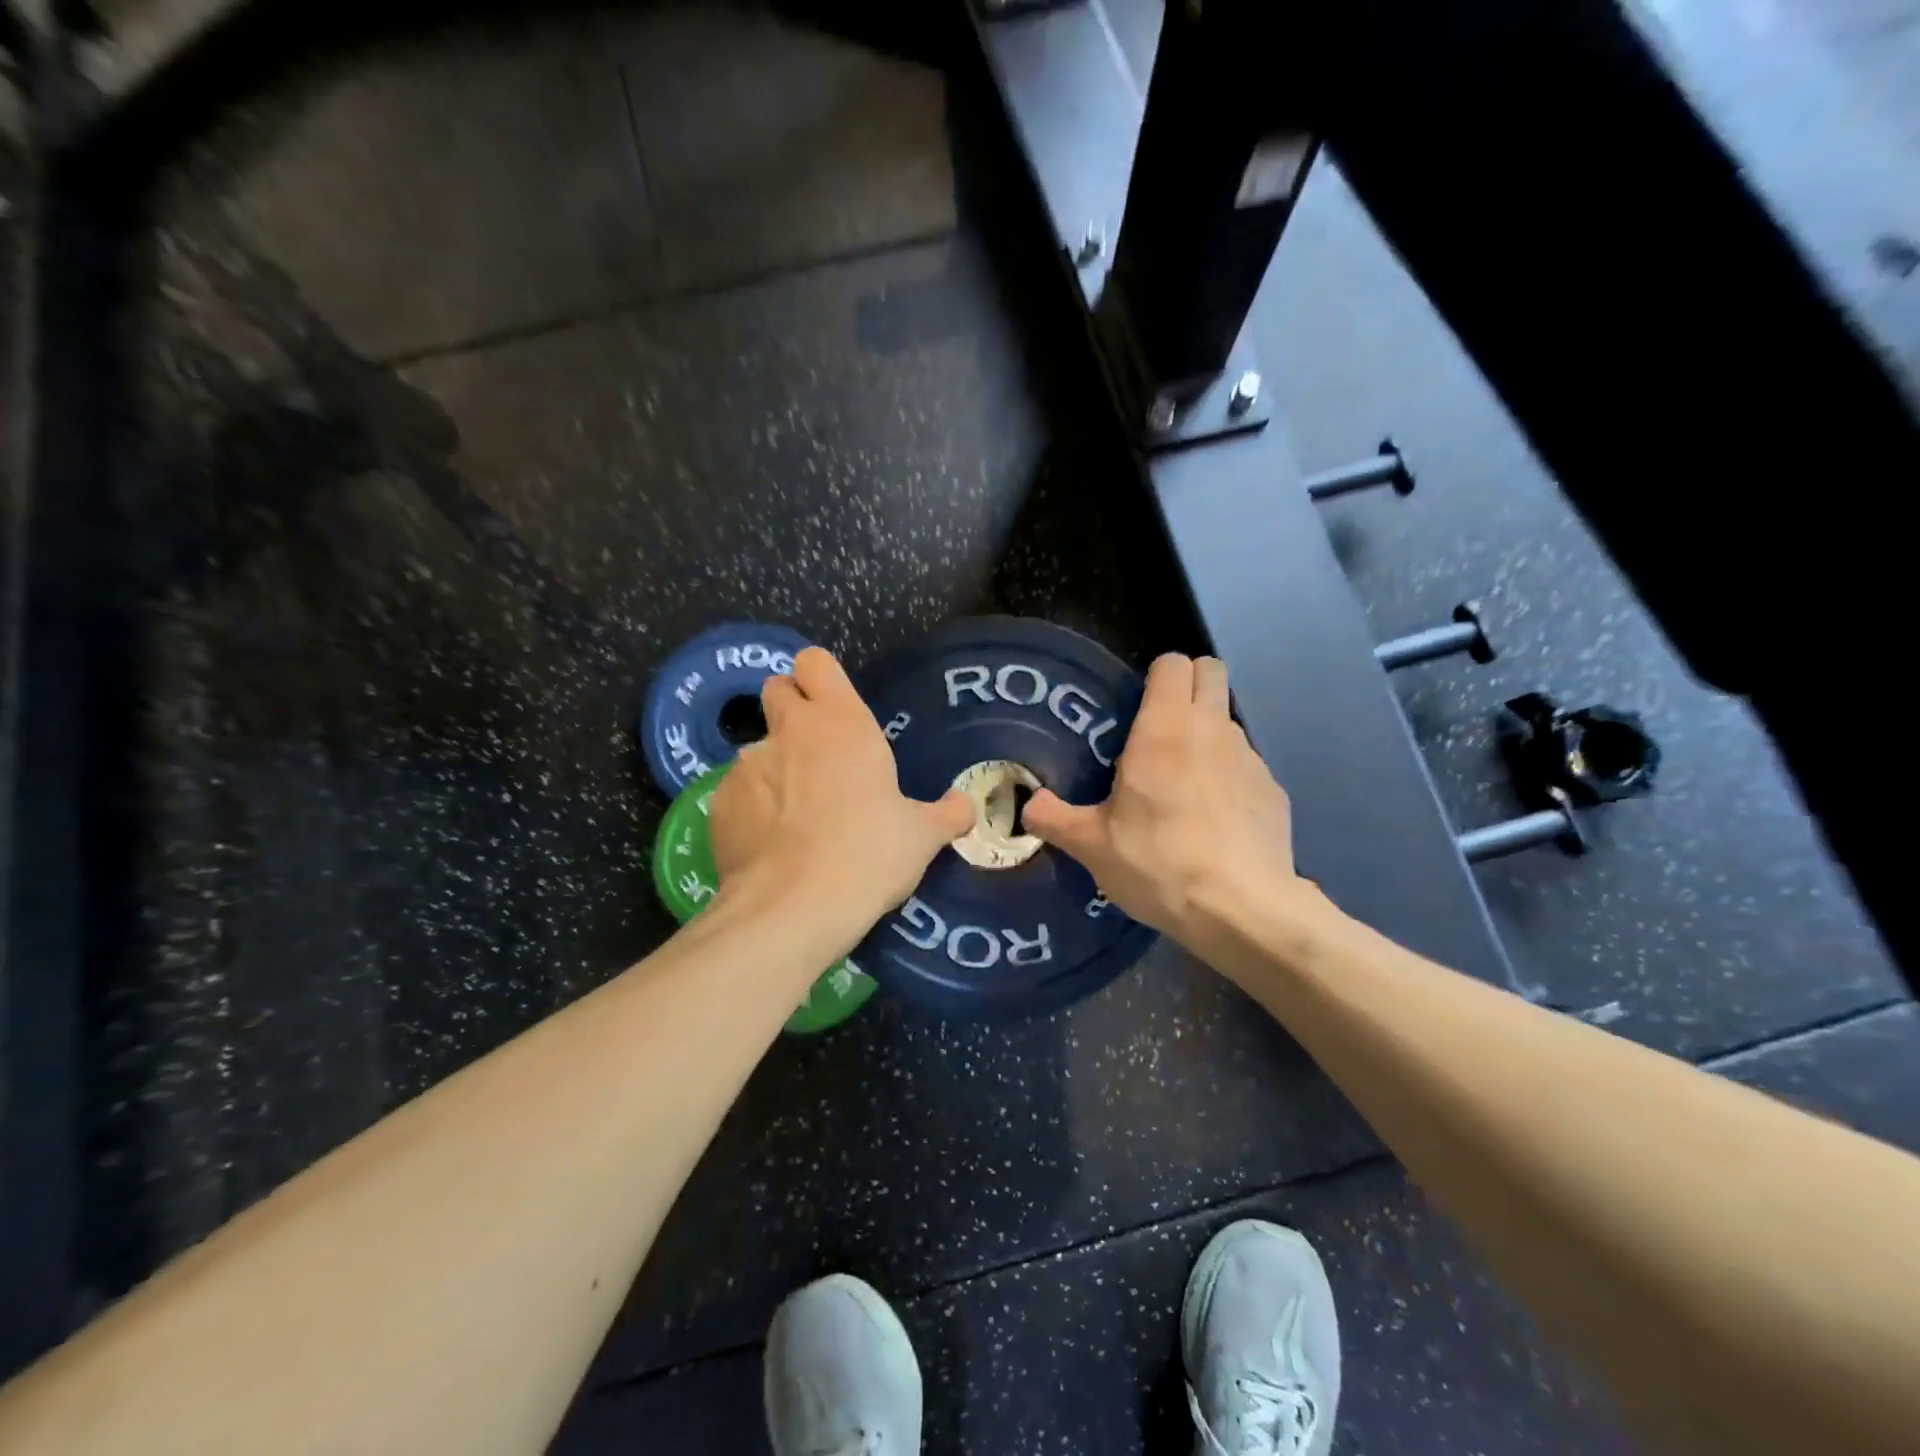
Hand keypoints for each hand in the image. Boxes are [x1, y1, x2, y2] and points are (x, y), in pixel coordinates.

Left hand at [709, 647, 972, 929]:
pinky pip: (737, 792)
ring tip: (796, 818)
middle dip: (792, 711)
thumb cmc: (869, 855)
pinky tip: (771, 845)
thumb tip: (964, 805)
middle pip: (777, 690)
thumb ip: (947, 813)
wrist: (794, 908)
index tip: (834, 709)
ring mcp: (746, 765)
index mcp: (840, 723)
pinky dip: (752, 808)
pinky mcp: (718, 802)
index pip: (814, 662)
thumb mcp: (922, 836)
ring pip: (757, 748)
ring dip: (775, 768)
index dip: (821, 679)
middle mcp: (789, 730)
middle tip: (817, 754)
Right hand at [1022, 654, 1306, 954]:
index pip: (1173, 662)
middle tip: (1161, 728)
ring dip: (1207, 736)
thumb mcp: (1092, 846)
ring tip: (1183, 786)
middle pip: (1211, 672)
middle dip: (1189, 685)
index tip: (1137, 706)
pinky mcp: (1274, 790)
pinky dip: (1229, 778)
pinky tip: (1214, 821)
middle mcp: (1212, 729)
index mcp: (1164, 728)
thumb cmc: (1158, 863)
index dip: (1156, 675)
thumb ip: (1053, 818)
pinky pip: (1246, 766)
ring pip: (1228, 721)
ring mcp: (1250, 758)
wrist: (1241, 909)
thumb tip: (1028, 804)